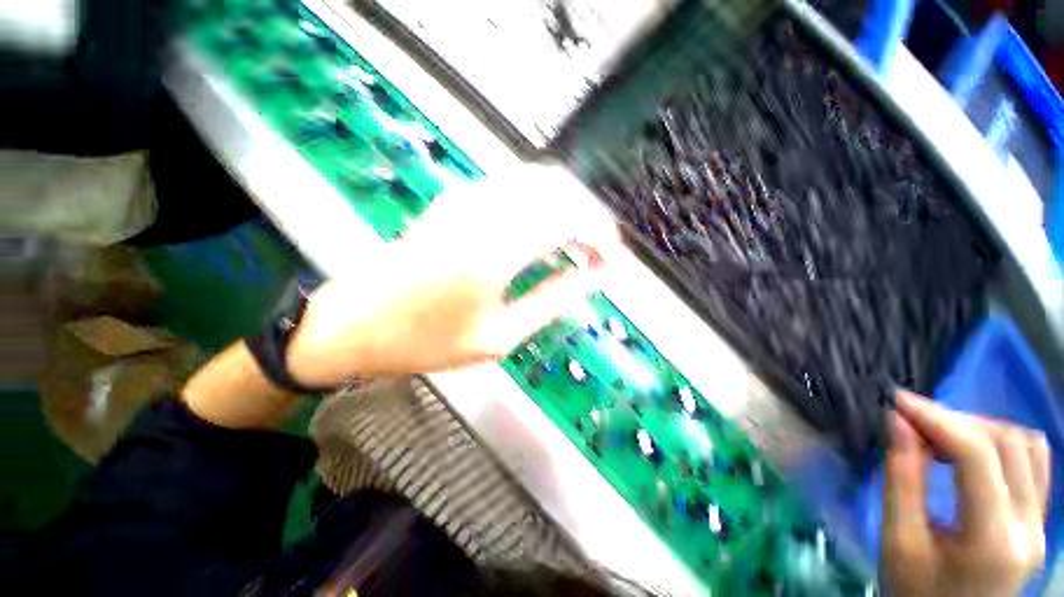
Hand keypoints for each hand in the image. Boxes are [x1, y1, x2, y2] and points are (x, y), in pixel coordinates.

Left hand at [286, 164, 617, 386]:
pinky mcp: (457, 196)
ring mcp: (467, 197)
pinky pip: (515, 184)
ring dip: (567, 206)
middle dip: (590, 216)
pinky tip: (544, 230)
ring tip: (577, 243)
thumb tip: (592, 277)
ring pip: (538, 179)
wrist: (358, 322)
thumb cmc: (427, 340)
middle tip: (598, 251)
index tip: (613, 258)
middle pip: (559, 188)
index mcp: (495, 250)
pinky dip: (542, 202)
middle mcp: (484, 211)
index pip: (570, 217)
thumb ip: (553, 300)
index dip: (602, 233)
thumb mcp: (500, 336)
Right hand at [881, 391, 1050, 596]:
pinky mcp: (1038, 521)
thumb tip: (897, 421)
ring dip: (982, 429)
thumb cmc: (914, 592)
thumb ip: (902, 480)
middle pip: (1009, 443)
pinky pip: (1034, 463)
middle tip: (914, 422)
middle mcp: (1029, 525)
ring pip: (1028, 446)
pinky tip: (972, 452)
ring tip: (942, 437)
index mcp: (994, 539)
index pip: (978, 456)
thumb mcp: (898, 541)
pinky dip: (1001, 444)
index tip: (897, 400)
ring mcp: (1040, 523)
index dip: (938, 418)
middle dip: (958, 421)